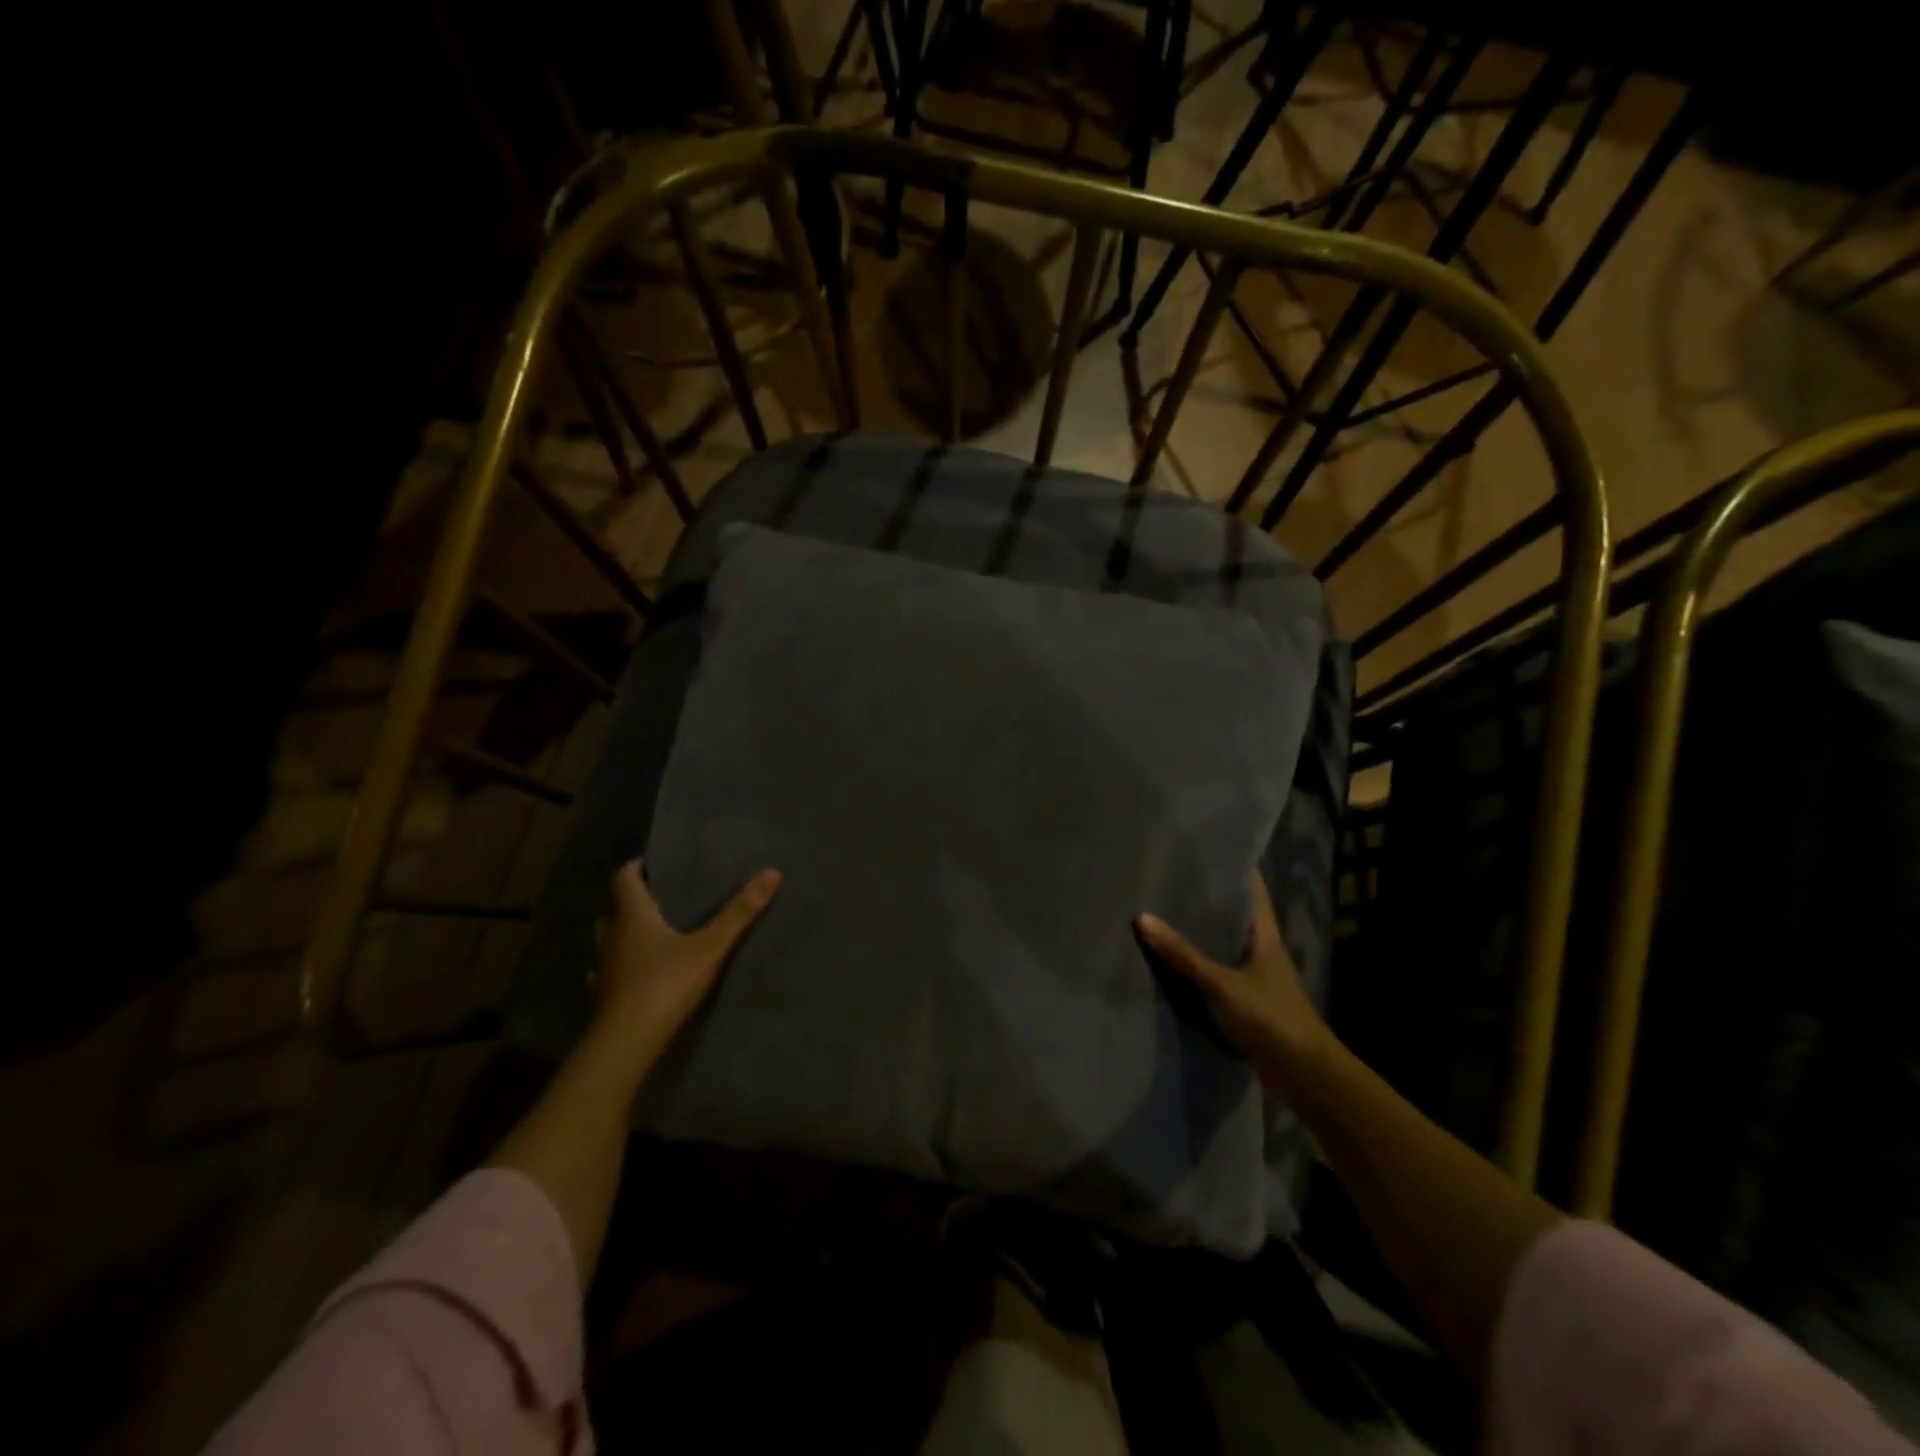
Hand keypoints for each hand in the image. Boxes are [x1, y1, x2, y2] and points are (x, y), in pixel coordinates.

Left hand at [593, 860, 780, 1062]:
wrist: (627, 1044)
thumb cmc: (666, 984)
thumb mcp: (711, 946)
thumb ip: (739, 912)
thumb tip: (771, 872)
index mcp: (633, 916)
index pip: (625, 877)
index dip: (638, 866)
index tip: (657, 861)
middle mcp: (613, 936)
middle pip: (617, 908)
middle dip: (636, 900)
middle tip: (664, 898)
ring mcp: (605, 968)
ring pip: (611, 941)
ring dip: (626, 934)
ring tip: (654, 934)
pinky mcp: (604, 997)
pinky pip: (611, 973)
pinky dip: (622, 968)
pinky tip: (636, 975)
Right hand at [1136, 870, 1332, 1086]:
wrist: (1305, 1076)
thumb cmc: (1270, 1018)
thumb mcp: (1222, 984)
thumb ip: (1183, 954)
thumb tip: (1142, 918)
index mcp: (1265, 935)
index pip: (1251, 889)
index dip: (1232, 866)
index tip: (1202, 848)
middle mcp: (1261, 949)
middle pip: (1232, 915)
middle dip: (1205, 898)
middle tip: (1168, 877)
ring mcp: (1255, 976)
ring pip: (1222, 944)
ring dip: (1199, 932)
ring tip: (1162, 911)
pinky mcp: (1246, 1001)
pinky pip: (1216, 971)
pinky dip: (1197, 963)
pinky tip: (1171, 960)